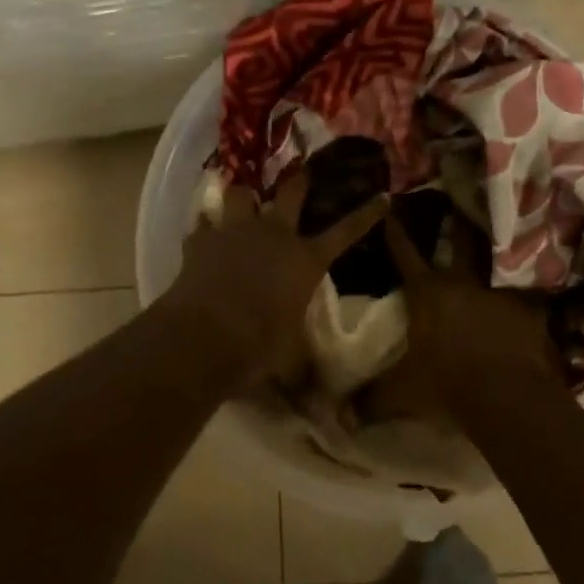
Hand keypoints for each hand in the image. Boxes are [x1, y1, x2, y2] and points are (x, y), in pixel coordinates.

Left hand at [159, 171, 387, 382]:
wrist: (204, 334)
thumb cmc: (259, 345)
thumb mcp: (290, 362)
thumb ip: (306, 374)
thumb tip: (326, 413)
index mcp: (305, 259)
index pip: (345, 232)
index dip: (366, 215)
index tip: (382, 197)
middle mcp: (274, 235)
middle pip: (291, 194)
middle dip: (299, 181)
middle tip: (301, 170)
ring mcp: (235, 232)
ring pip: (242, 195)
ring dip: (244, 195)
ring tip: (244, 195)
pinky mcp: (201, 240)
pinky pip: (203, 223)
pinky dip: (205, 226)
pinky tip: (204, 230)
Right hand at [373, 215, 565, 423]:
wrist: (507, 397)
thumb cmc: (447, 386)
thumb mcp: (402, 395)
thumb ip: (371, 401)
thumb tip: (340, 419)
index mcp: (428, 293)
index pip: (405, 254)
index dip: (396, 231)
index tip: (392, 207)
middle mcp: (464, 282)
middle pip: (461, 238)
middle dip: (458, 219)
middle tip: (460, 199)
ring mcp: (501, 290)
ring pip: (498, 257)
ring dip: (497, 247)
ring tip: (502, 232)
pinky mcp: (531, 308)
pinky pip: (530, 290)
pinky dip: (528, 288)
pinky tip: (534, 284)